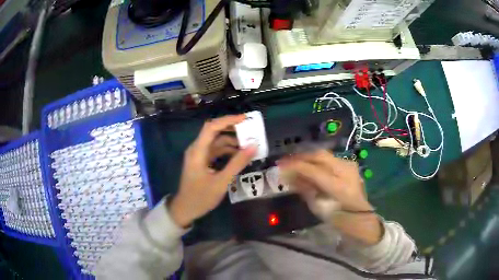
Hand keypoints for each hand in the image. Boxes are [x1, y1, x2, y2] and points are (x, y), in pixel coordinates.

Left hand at [170, 115, 255, 227]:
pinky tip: (239, 155)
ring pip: (216, 142)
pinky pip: (215, 151)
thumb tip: (253, 146)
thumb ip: (237, 163)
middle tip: (250, 131)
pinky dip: (227, 151)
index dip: (228, 120)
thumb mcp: (221, 181)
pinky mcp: (202, 162)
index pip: (212, 127)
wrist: (185, 209)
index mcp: (198, 151)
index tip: (245, 119)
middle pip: (214, 132)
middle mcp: (197, 149)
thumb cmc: (201, 197)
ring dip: (231, 141)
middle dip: (232, 129)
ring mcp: (199, 156)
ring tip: (248, 144)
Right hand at [278, 150, 382, 244]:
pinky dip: (316, 161)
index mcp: (339, 186)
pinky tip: (307, 166)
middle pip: (319, 155)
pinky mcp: (349, 165)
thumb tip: (289, 177)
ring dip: (307, 157)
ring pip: (324, 154)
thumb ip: (304, 189)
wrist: (361, 216)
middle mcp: (345, 171)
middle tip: (285, 161)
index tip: (280, 166)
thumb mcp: (319, 207)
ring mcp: (349, 166)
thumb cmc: (339, 218)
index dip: (295, 166)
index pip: (313, 170)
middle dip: (300, 157)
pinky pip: (328, 159)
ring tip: (294, 163)